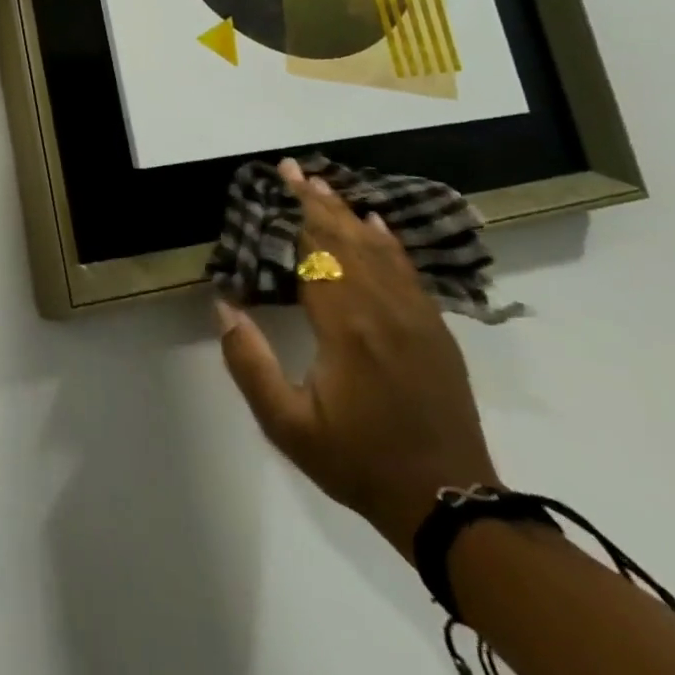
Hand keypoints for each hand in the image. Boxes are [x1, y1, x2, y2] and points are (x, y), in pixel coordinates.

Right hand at [217, 158, 499, 554]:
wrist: (450, 505)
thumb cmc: (358, 461)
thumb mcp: (287, 424)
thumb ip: (249, 363)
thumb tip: (224, 305)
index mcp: (346, 327)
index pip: (318, 252)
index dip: (298, 213)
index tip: (281, 180)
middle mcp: (384, 311)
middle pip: (348, 241)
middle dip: (319, 202)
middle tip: (295, 169)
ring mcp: (417, 319)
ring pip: (380, 251)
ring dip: (350, 215)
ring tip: (326, 187)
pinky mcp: (436, 332)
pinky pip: (409, 272)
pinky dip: (389, 243)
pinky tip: (377, 225)